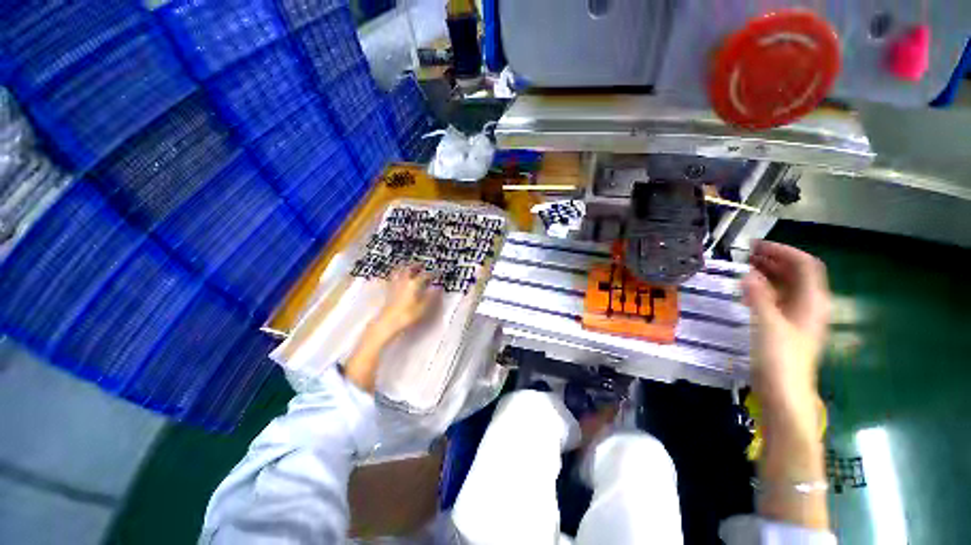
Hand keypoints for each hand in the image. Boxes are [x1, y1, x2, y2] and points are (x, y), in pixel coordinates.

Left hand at [368, 264, 440, 341]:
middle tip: (421, 264)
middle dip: (416, 265)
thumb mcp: (424, 307)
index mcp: (414, 284)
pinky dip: (395, 274)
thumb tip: (438, 288)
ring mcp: (394, 285)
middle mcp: (404, 281)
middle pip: (410, 268)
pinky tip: (396, 277)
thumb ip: (431, 296)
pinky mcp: (388, 290)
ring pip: (399, 271)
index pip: (425, 275)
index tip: (437, 273)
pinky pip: (392, 278)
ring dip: (404, 267)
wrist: (388, 322)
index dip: (433, 273)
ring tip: (408, 266)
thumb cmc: (407, 315)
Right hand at [742, 242, 832, 529]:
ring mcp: (798, 318)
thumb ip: (759, 297)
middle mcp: (810, 307)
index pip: (805, 266)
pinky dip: (764, 290)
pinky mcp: (786, 328)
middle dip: (775, 260)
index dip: (784, 251)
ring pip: (787, 287)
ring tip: (745, 267)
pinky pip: (778, 300)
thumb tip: (747, 273)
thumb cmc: (780, 359)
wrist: (784, 394)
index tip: (757, 246)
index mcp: (812, 303)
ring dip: (769, 273)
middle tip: (747, 254)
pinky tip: (748, 291)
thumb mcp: (768, 325)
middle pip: (798, 274)